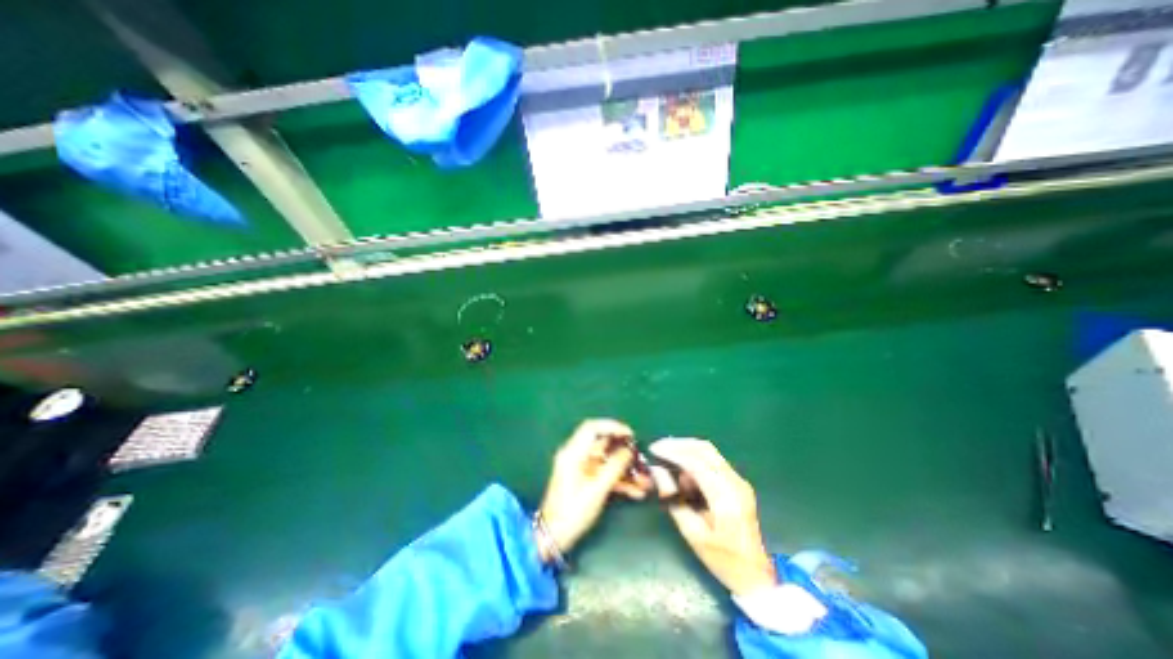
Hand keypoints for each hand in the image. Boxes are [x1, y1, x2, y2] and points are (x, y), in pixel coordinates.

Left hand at [537, 423, 649, 559]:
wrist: (553, 537)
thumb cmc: (572, 511)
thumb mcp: (596, 489)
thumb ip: (614, 467)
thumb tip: (628, 450)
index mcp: (573, 453)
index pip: (592, 428)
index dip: (611, 427)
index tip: (630, 434)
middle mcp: (576, 456)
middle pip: (602, 445)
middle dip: (623, 452)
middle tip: (641, 458)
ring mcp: (581, 469)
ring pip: (606, 461)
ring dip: (625, 469)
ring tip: (645, 480)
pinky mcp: (585, 481)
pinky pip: (604, 474)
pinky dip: (619, 480)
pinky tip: (636, 491)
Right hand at [652, 437, 775, 596]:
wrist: (756, 574)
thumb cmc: (722, 560)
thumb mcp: (692, 534)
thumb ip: (674, 500)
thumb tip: (657, 471)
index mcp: (726, 499)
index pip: (697, 463)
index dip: (673, 452)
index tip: (654, 449)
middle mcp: (735, 483)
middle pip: (705, 449)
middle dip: (679, 444)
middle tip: (658, 447)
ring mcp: (739, 481)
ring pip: (709, 452)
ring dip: (686, 449)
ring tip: (667, 458)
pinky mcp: (737, 482)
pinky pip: (713, 460)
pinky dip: (694, 458)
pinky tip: (682, 471)